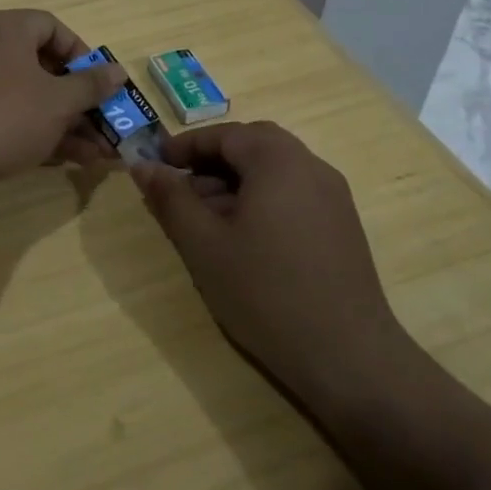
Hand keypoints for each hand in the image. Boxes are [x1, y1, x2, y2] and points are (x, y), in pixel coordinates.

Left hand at [0, 10, 125, 189]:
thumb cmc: (4, 115)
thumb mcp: (57, 101)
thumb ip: (91, 86)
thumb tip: (118, 72)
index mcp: (6, 30)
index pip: (52, 27)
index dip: (82, 53)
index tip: (100, 82)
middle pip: (44, 67)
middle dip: (80, 100)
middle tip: (107, 124)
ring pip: (31, 99)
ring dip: (68, 124)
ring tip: (101, 153)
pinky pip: (12, 119)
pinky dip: (41, 135)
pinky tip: (72, 160)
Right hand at [130, 122, 415, 407]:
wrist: (347, 355)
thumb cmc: (265, 292)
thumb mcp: (204, 245)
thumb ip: (171, 199)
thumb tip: (142, 166)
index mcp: (278, 162)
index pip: (226, 134)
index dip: (186, 145)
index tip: (156, 164)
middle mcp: (311, 167)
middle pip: (254, 145)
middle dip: (212, 160)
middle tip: (181, 188)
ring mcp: (333, 197)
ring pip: (275, 170)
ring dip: (236, 181)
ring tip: (205, 219)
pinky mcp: (341, 226)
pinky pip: (294, 193)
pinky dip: (261, 198)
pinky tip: (242, 239)